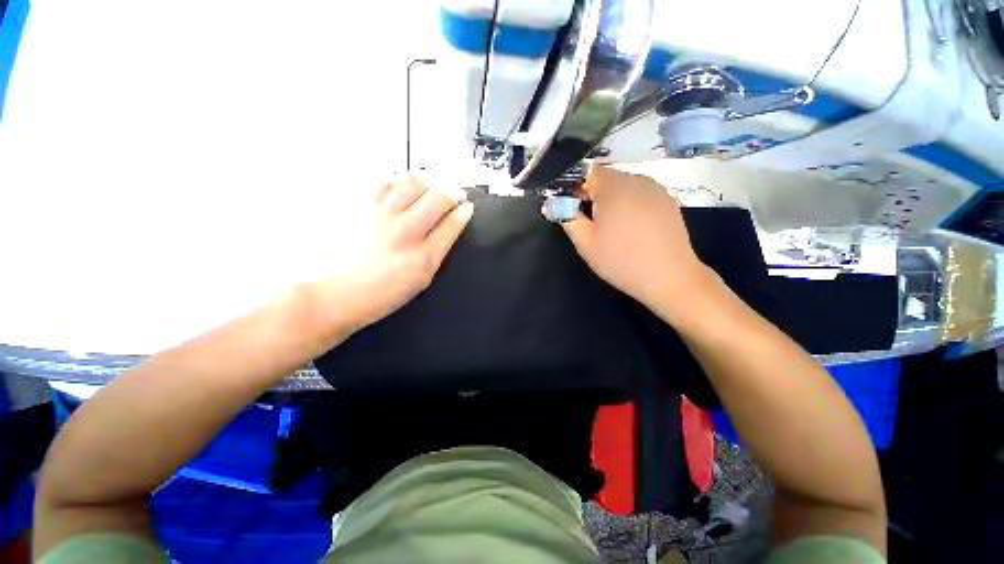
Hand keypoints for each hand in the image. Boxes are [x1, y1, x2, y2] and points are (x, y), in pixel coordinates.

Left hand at [312, 175, 473, 335]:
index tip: (467, 207)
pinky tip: (402, 190)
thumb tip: (451, 225)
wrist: (335, 293)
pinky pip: (386, 182)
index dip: (464, 211)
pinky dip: (400, 181)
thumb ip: (439, 250)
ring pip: (414, 182)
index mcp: (424, 256)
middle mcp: (407, 230)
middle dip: (453, 193)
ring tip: (429, 191)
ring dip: (429, 184)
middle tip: (454, 196)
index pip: (453, 223)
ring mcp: (383, 215)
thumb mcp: (421, 279)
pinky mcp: (363, 206)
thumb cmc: (383, 293)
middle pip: (439, 196)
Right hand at [555, 166, 715, 321]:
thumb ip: (567, 218)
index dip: (575, 188)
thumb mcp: (585, 243)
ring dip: (610, 200)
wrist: (670, 277)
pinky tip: (631, 228)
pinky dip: (628, 204)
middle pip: (605, 177)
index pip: (586, 172)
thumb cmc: (621, 260)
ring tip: (611, 228)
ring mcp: (656, 188)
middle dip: (592, 195)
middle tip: (589, 222)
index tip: (572, 209)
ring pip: (623, 185)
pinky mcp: (667, 200)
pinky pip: (639, 193)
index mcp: (613, 187)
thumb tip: (552, 204)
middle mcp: (636, 179)